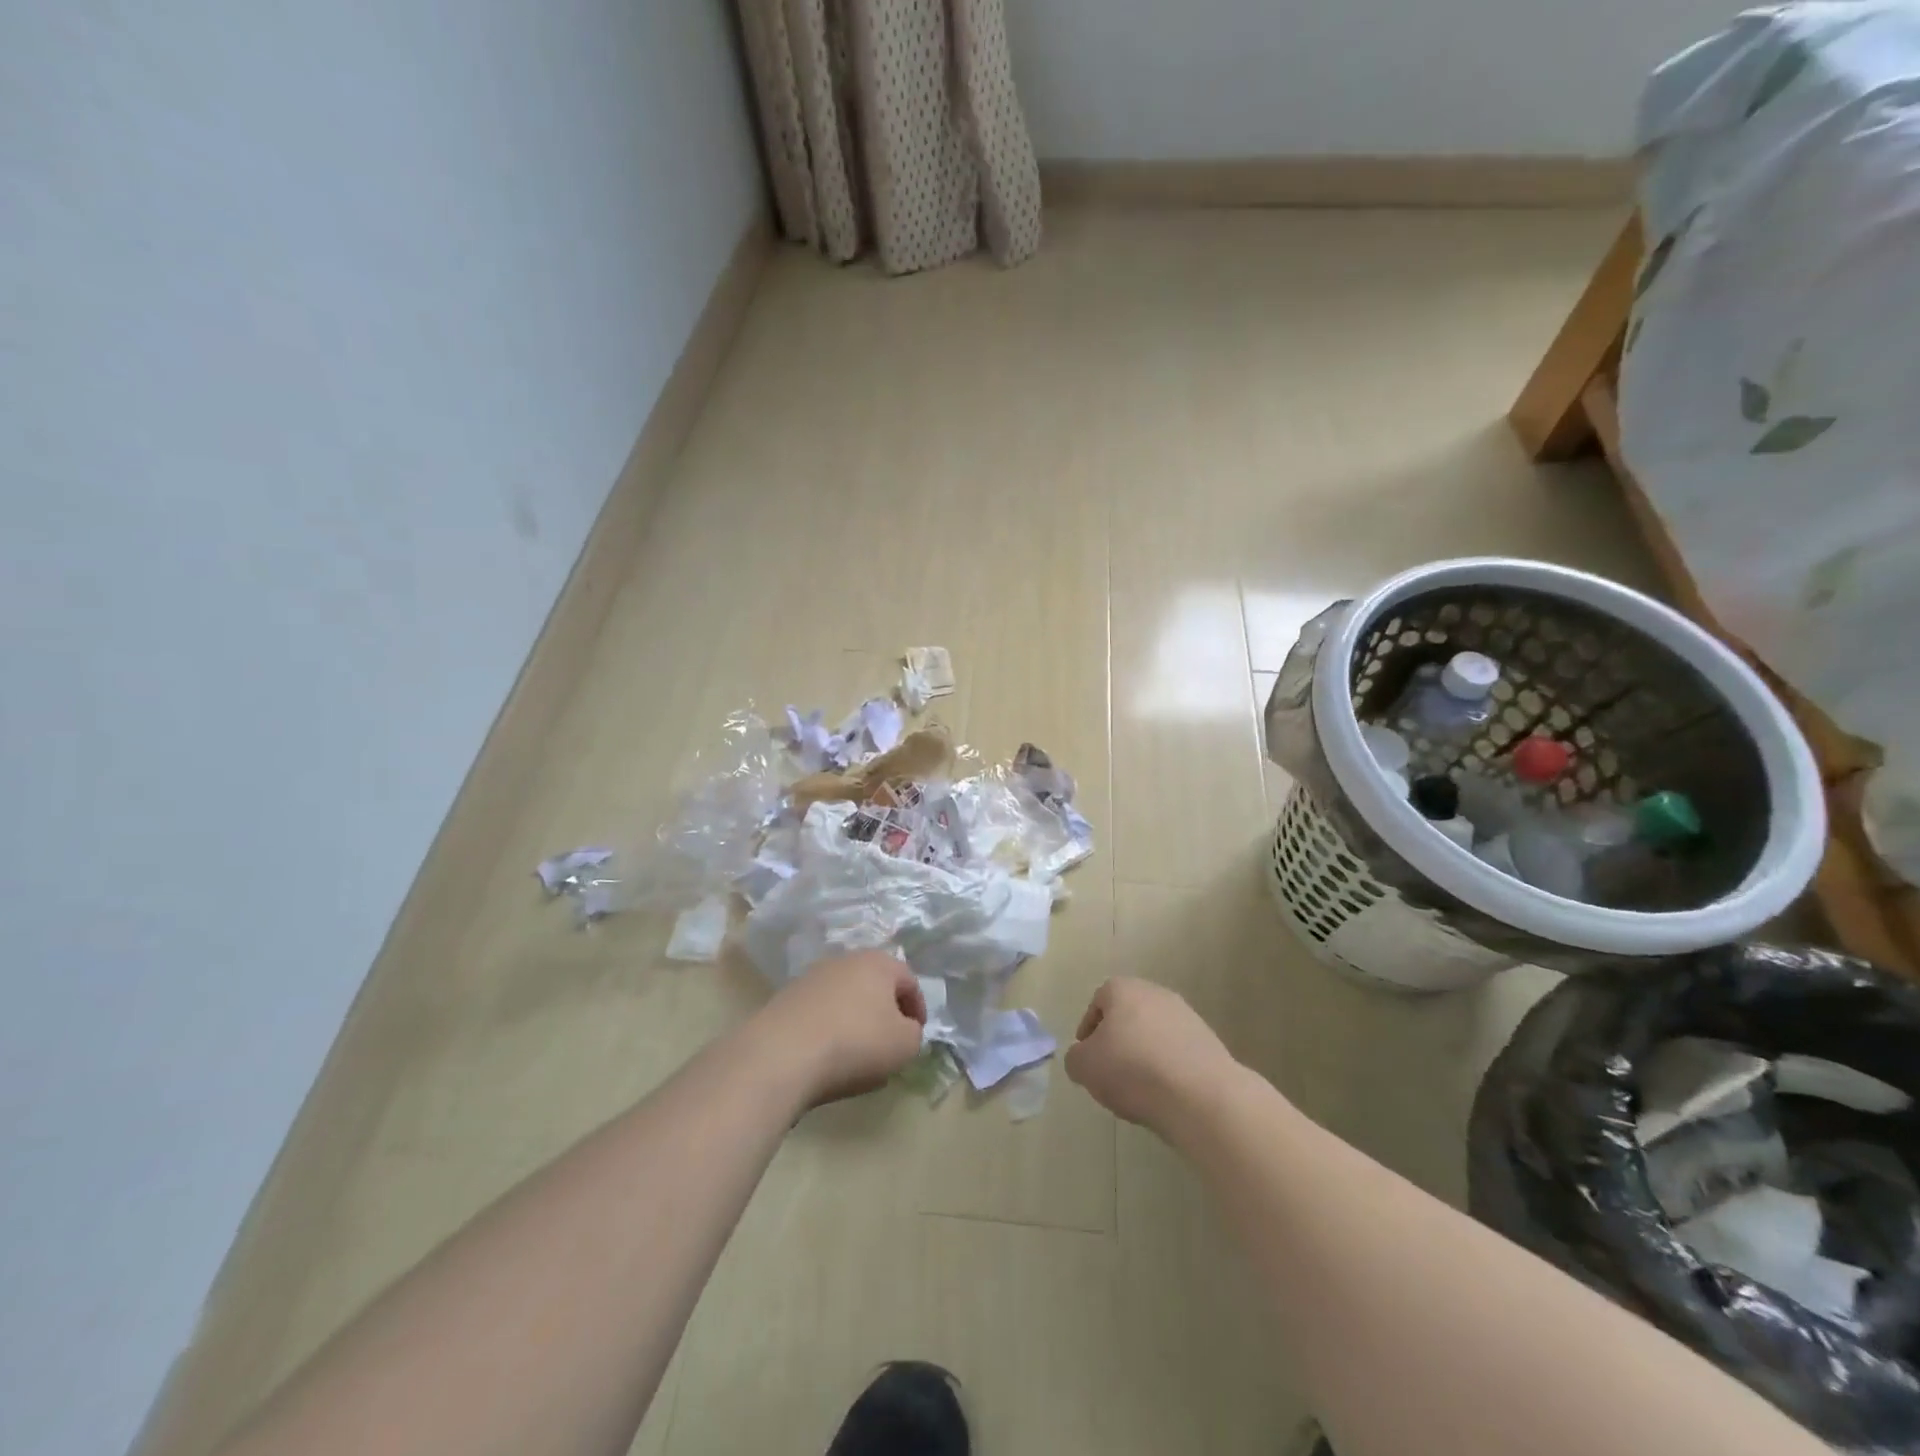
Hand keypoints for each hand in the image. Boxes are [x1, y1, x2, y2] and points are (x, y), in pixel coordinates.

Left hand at [757, 951, 927, 1106]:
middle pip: (874, 984)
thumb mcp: (904, 1045)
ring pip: (845, 997)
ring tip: (856, 1053)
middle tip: (889, 1042)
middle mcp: (845, 960)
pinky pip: (819, 1012)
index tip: (916, 1034)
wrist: (783, 1054)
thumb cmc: (856, 1043)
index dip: (917, 1008)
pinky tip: (826, 1055)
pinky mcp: (786, 998)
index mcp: (878, 962)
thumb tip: (904, 1029)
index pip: (909, 980)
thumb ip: (914, 1033)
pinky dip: (828, 1028)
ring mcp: (812, 977)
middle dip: (885, 1011)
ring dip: (855, 1019)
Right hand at [1065, 978, 1236, 1132]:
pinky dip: (1168, 1068)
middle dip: (1118, 1041)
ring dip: (1144, 1055)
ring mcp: (1187, 1016)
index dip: (1089, 1030)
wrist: (1200, 1096)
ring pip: (1154, 1034)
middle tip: (1110, 1072)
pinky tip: (1165, 1094)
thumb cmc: (1132, 1070)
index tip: (1087, 1056)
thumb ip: (1075, 1058)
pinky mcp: (1209, 1042)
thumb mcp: (1084, 1067)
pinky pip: (1178, 1052)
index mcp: (1123, 989)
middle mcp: (1156, 993)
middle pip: (1128, 1015)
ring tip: (1139, 1089)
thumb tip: (1083, 1057)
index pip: (1098, 1002)